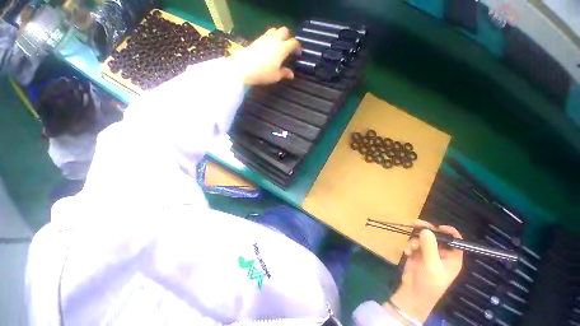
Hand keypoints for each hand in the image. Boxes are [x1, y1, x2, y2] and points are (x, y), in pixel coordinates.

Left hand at [230, 27, 299, 84]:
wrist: (244, 68)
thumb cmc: (263, 73)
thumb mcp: (276, 76)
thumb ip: (284, 73)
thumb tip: (292, 74)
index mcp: (282, 49)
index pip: (293, 43)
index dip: (297, 47)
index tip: (298, 53)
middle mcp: (275, 40)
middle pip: (284, 31)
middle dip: (288, 37)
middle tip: (288, 47)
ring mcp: (265, 38)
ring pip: (275, 30)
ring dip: (278, 35)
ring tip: (278, 46)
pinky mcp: (257, 39)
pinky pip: (266, 34)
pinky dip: (270, 38)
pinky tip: (268, 47)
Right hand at [386, 220, 462, 322]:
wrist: (413, 293)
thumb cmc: (429, 282)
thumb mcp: (431, 265)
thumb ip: (429, 247)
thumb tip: (426, 230)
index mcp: (451, 257)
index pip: (455, 241)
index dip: (449, 232)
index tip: (438, 226)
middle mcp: (441, 253)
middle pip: (436, 237)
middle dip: (426, 231)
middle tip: (415, 224)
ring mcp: (428, 253)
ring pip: (423, 238)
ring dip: (415, 240)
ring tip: (410, 247)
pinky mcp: (417, 254)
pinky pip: (414, 243)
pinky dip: (409, 246)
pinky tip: (406, 252)